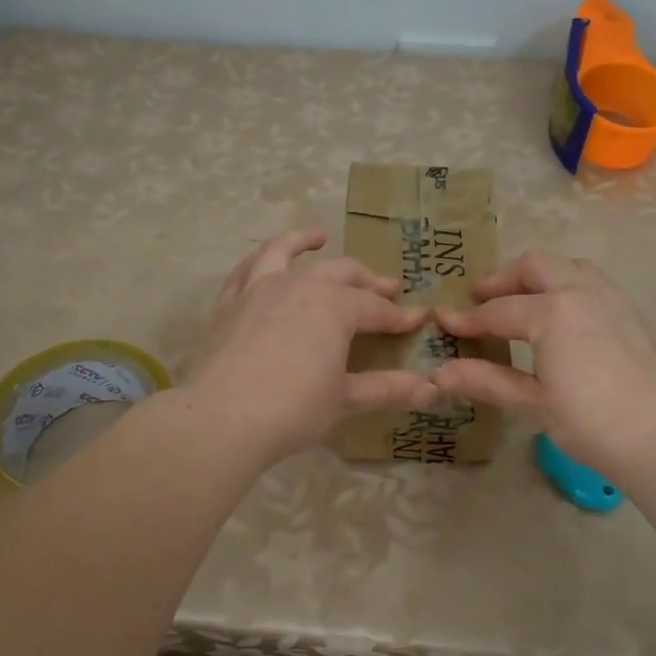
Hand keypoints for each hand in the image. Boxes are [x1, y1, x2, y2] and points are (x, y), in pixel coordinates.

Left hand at [190, 230, 434, 465]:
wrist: (224, 417)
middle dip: (368, 280)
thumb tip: (431, 389)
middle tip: (387, 288)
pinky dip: (258, 261)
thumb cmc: (294, 408)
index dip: (399, 316)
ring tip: (319, 237)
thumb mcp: (345, 399)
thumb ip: (387, 388)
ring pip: (284, 252)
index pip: (376, 308)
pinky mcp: (228, 304)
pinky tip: (263, 263)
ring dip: (304, 241)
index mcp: (335, 306)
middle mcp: (299, 285)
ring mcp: (259, 289)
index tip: (418, 319)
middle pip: (341, 273)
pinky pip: (244, 271)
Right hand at [429, 250, 655, 478]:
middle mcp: (584, 292)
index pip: (498, 311)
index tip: (443, 322)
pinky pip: (598, 287)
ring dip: (543, 279)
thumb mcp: (533, 403)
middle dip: (504, 279)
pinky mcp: (638, 316)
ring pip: (573, 268)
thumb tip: (438, 374)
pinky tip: (569, 326)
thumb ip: (486, 380)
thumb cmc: (590, 422)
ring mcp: (616, 300)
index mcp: (553, 311)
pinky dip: (572, 292)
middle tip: (482, 299)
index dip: (467, 319)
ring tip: (525, 305)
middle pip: (536, 265)